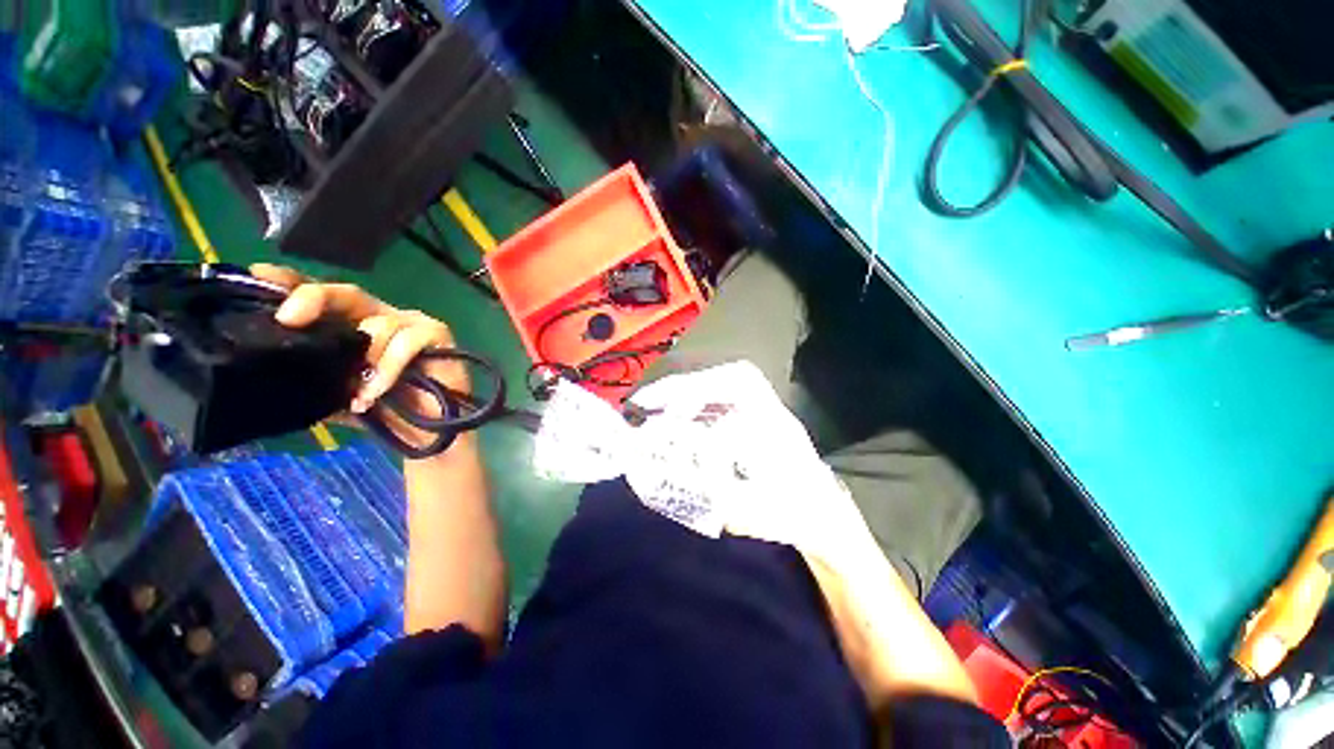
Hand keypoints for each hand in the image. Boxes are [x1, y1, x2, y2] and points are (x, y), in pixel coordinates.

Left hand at [250, 264, 466, 416]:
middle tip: (289, 318)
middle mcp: (379, 318)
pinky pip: (407, 341)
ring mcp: (411, 323)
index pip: (321, 298)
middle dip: (316, 297)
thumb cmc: (382, 412)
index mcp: (351, 326)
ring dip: (364, 357)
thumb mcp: (331, 397)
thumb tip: (260, 374)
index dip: (292, 282)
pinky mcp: (437, 335)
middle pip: (348, 293)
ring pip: (379, 323)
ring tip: (356, 394)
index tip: (259, 275)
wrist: (428, 432)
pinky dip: (388, 367)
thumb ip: (305, 380)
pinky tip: (375, 393)